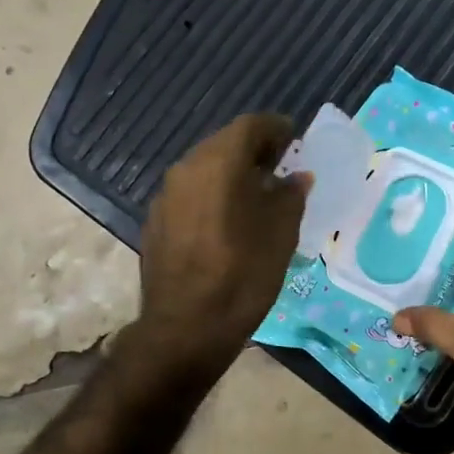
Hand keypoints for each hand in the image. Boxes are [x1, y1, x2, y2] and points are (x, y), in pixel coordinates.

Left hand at [136, 113, 309, 375]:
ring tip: (257, 193)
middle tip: (280, 165)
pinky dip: (213, 194)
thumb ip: (290, 195)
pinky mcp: (156, 221)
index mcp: (219, 163)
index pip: (250, 126)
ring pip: (204, 168)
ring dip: (231, 172)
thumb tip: (297, 177)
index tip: (294, 139)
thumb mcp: (281, 234)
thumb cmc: (243, 274)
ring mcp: (166, 195)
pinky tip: (228, 219)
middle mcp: (187, 168)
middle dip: (253, 149)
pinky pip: (191, 193)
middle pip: (224, 143)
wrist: (185, 327)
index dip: (275, 128)